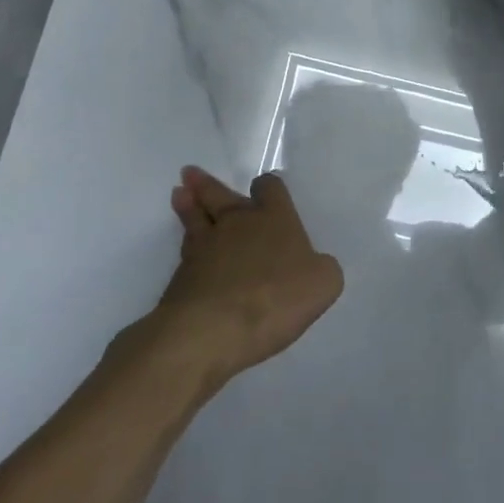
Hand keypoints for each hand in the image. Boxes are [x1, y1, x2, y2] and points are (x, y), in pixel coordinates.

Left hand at [156, 166, 343, 385]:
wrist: (212, 329)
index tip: (264, 188)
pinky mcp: (181, 276)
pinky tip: (187, 248)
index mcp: (274, 218)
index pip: (270, 188)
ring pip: (194, 217)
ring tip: (179, 193)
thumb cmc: (275, 298)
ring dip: (187, 204)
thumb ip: (321, 268)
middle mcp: (238, 224)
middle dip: (207, 184)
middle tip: (190, 173)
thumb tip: (314, 266)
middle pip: (220, 195)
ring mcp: (205, 247)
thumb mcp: (323, 284)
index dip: (268, 187)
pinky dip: (186, 246)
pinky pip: (185, 252)